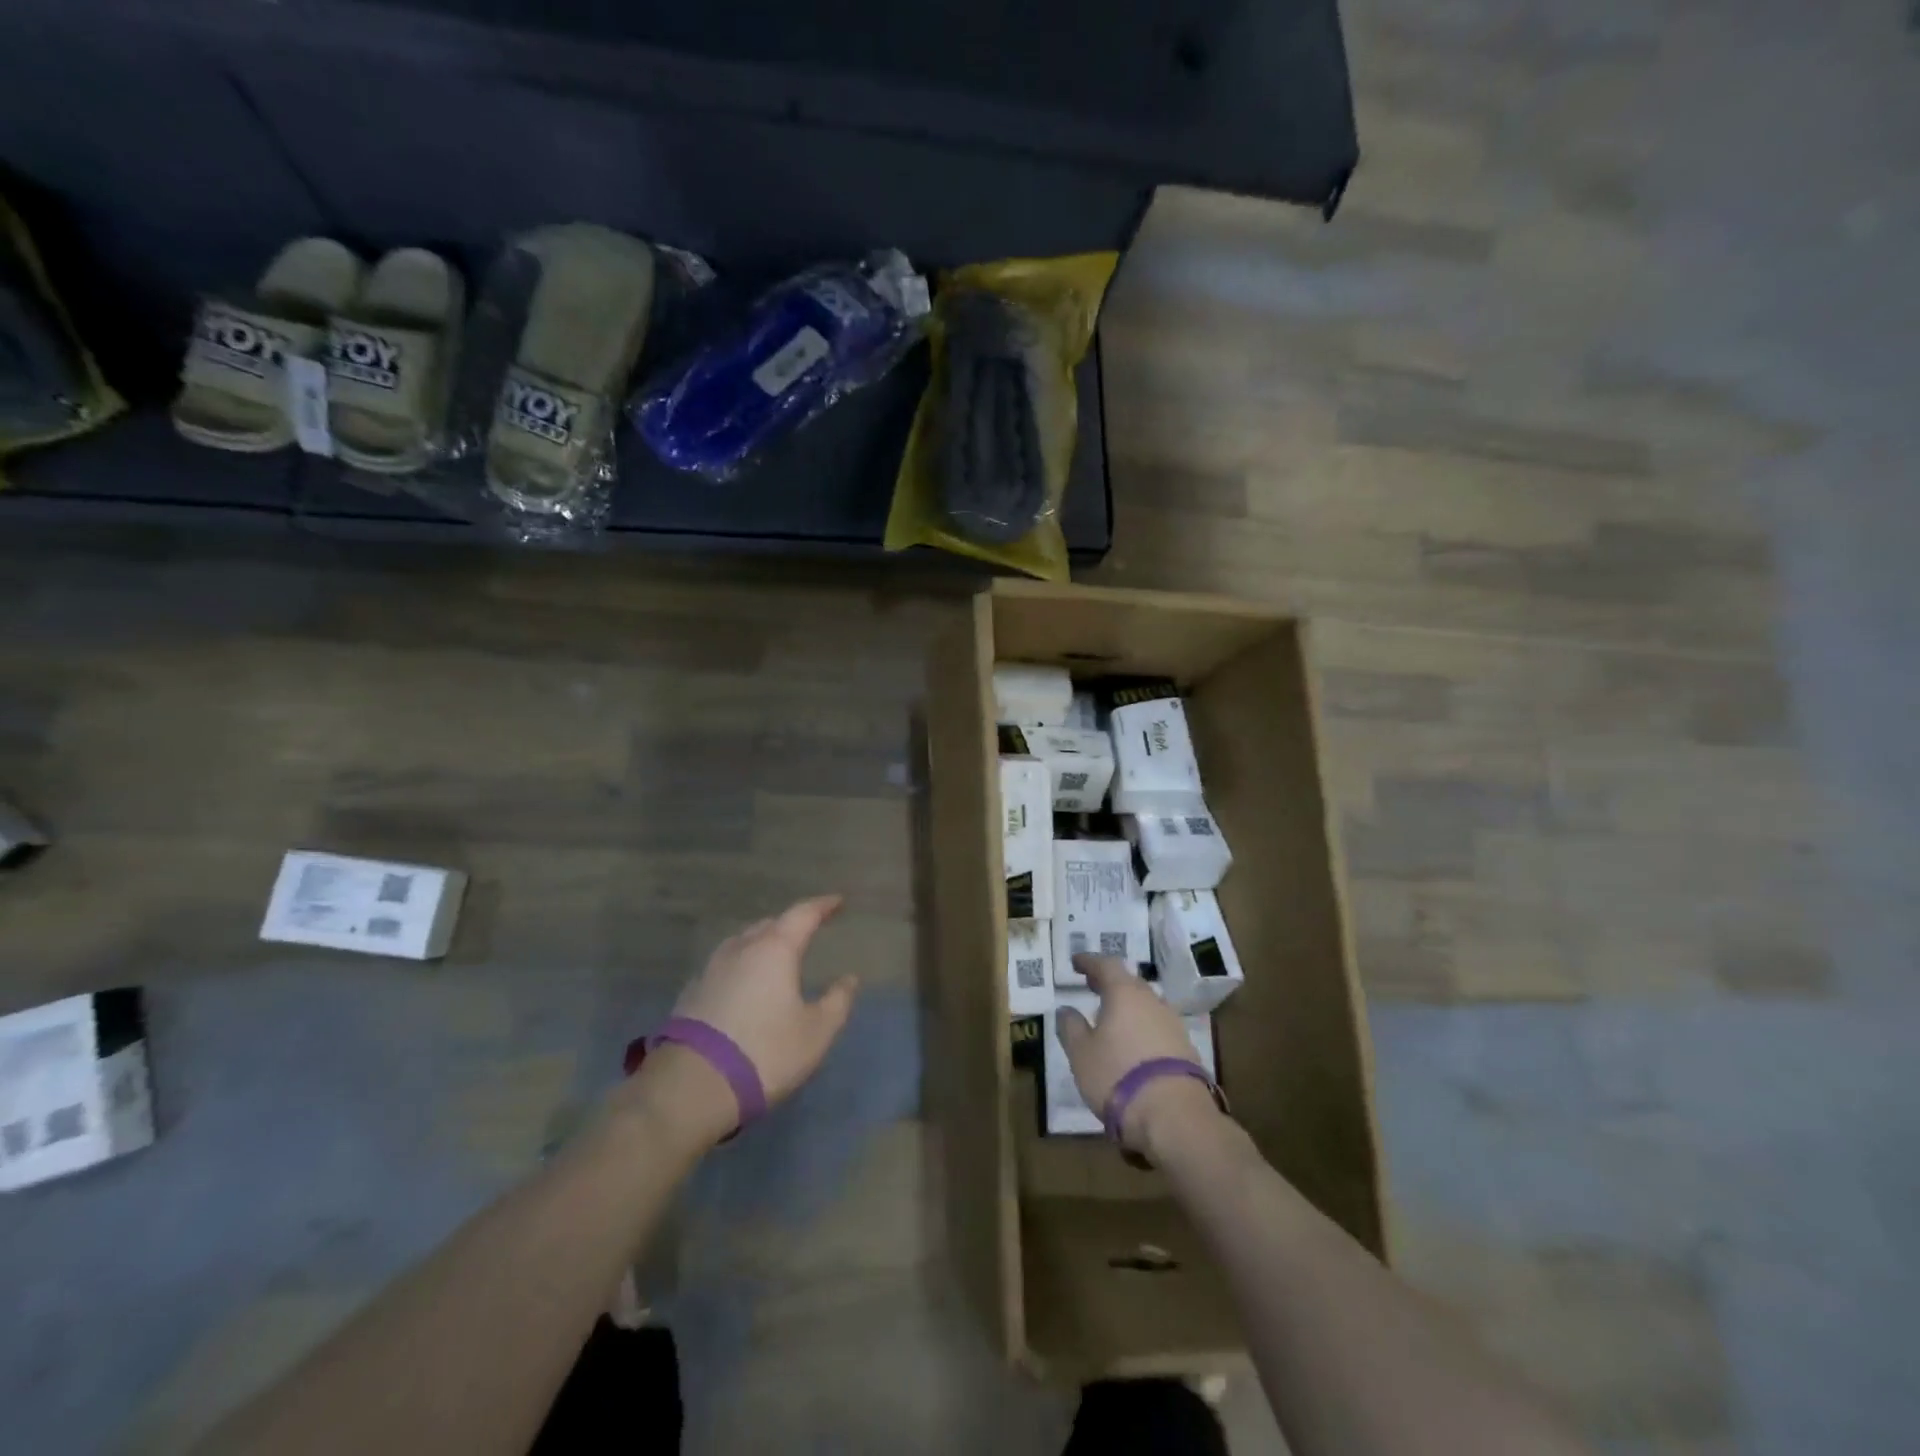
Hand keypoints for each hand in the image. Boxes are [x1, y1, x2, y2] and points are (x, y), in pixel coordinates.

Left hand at [617, 896, 858, 1150]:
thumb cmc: (765, 1052)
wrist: (692, 1086)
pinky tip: (744, 984)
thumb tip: (849, 979)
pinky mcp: (691, 993)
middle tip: (807, 931)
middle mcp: (741, 949)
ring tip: (775, 955)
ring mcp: (711, 969)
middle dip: (790, 925)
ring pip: (742, 942)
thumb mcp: (816, 1032)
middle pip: (769, 925)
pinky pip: (724, 966)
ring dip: (762, 942)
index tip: (838, 902)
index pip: (803, 914)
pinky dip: (741, 966)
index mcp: (775, 949)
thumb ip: (837, 1002)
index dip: (823, 905)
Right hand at [1057, 954, 1218, 1153]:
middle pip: (1130, 983)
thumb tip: (1066, 1010)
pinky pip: (1158, 1027)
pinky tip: (1134, 1044)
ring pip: (1146, 1005)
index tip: (1076, 962)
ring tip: (1112, 1018)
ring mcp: (1173, 1024)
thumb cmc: (1117, 1075)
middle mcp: (1152, 1001)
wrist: (1173, 1115)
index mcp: (1124, 993)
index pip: (1106, 965)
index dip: (1089, 962)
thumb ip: (1071, 1027)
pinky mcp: (1186, 1049)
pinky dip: (1143, 1028)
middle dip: (1110, 982)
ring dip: (1128, 1006)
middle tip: (1093, 986)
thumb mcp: (1081, 1053)